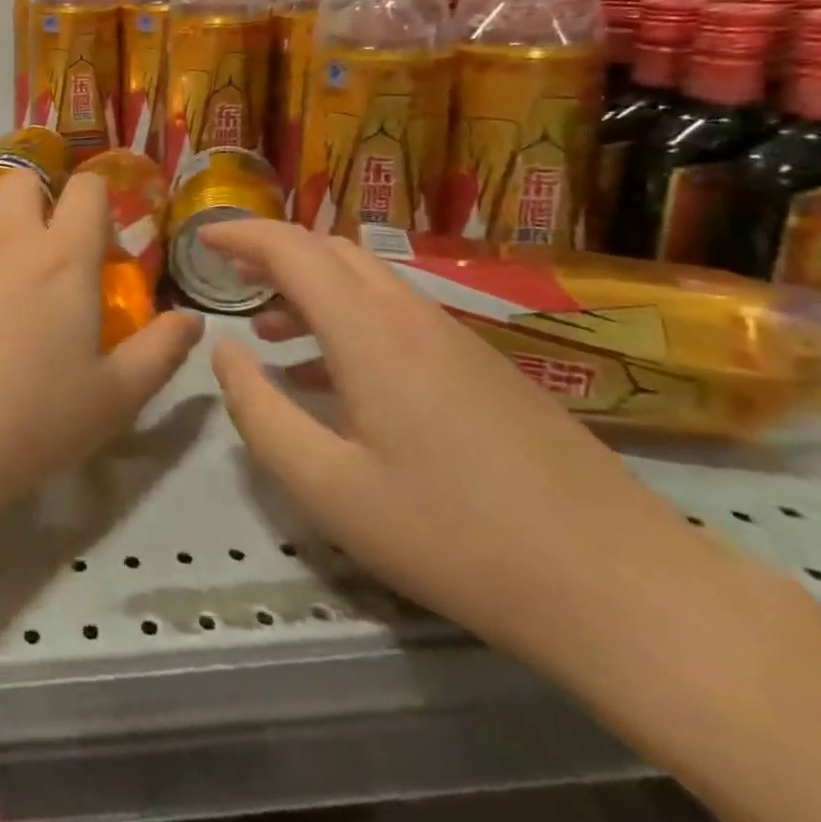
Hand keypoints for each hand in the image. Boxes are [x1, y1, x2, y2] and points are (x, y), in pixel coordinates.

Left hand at [0, 168, 202, 520]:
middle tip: (44, 259)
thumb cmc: (27, 421)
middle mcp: (5, 239)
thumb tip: (192, 321)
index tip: (99, 238)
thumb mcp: (113, 399)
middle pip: (23, 180)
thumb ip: (160, 353)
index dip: (97, 198)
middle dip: (38, 200)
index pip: (87, 189)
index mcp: (63, 258)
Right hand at [203, 220, 719, 673]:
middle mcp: (411, 315)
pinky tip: (335, 377)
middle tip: (231, 279)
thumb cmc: (454, 536)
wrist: (619, 584)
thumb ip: (260, 412)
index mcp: (370, 333)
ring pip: (366, 280)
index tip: (201, 240)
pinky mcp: (482, 365)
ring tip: (271, 330)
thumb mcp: (328, 489)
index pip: (292, 250)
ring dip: (310, 287)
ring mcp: (454, 337)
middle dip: (273, 253)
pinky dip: (348, 318)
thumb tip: (224, 351)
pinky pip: (396, 315)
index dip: (241, 236)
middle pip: (331, 251)